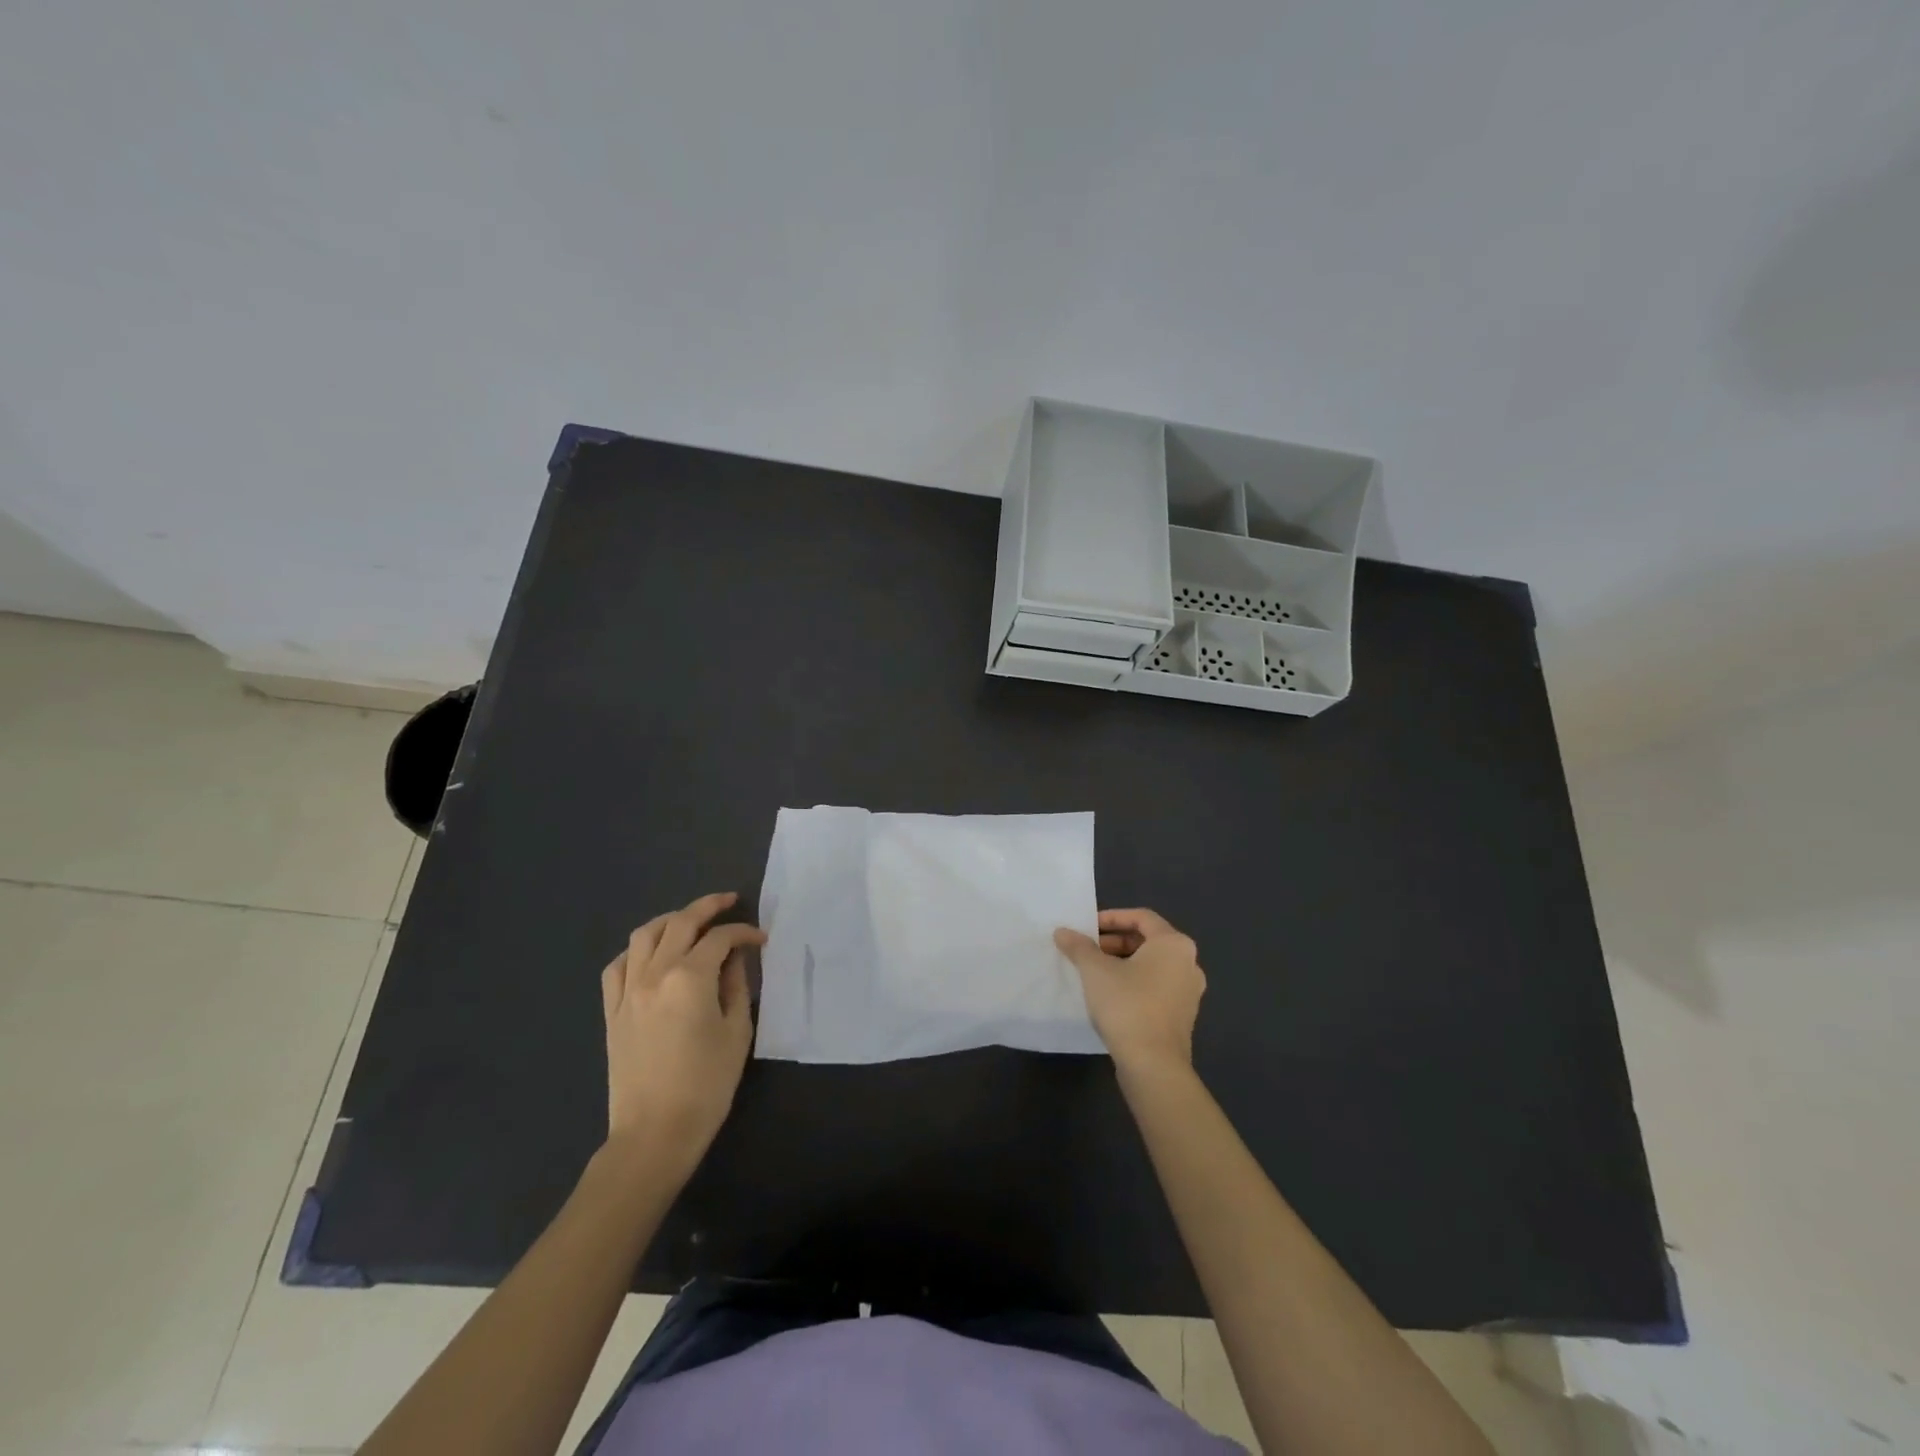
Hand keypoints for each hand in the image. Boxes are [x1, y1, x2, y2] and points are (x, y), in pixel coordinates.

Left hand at [600, 892, 765, 1176]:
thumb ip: (737, 985)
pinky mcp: (612, 1011)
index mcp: (690, 977)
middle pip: (680, 923)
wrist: (654, 1133)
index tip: (761, 939)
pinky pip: (618, 966)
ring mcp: (627, 991)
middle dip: (708, 907)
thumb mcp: (736, 1031)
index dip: (744, 932)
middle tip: (729, 902)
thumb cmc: (706, 1084)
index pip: (720, 938)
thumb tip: (735, 958)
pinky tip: (651, 956)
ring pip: (644, 935)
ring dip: (670, 920)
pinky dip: (636, 951)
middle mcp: (655, 973)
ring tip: (689, 922)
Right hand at [1054, 908, 1205, 1075]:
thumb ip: (1079, 946)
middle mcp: (1188, 963)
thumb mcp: (1095, 970)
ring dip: (1123, 963)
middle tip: (1087, 950)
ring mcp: (1189, 992)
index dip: (1112, 917)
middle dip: (1115, 942)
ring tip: (1094, 973)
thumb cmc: (1127, 1005)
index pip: (1142, 917)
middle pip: (1148, 941)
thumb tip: (1063, 931)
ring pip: (1152, 966)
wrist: (1154, 1065)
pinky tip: (1110, 996)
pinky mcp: (1183, 1016)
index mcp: (1174, 944)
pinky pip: (1156, 987)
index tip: (1087, 927)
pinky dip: (1134, 983)